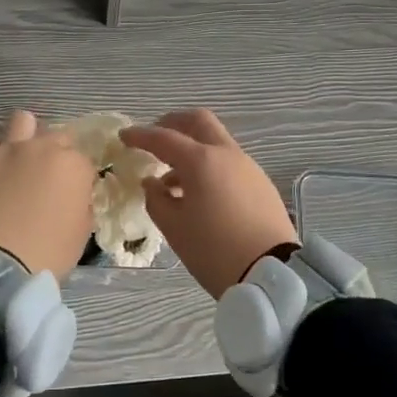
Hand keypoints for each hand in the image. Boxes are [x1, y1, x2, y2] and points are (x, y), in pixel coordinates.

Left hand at [0, 110, 96, 281]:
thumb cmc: (49, 252)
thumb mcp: (82, 232)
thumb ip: (82, 205)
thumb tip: (75, 196)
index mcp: (74, 165)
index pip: (84, 160)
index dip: (79, 176)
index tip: (73, 192)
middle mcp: (43, 148)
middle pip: (57, 136)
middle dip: (57, 152)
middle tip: (48, 177)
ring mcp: (9, 150)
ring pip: (23, 121)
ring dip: (26, 135)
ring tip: (20, 156)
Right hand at [120, 109, 296, 298]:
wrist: (272, 274)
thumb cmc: (214, 250)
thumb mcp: (174, 228)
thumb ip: (156, 199)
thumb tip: (152, 183)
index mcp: (201, 161)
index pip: (164, 138)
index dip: (141, 135)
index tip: (124, 136)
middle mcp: (226, 154)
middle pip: (198, 122)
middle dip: (173, 124)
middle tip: (154, 138)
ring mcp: (248, 166)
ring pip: (215, 142)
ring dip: (192, 148)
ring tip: (172, 178)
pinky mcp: (261, 183)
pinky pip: (228, 162)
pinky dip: (209, 165)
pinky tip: (199, 192)